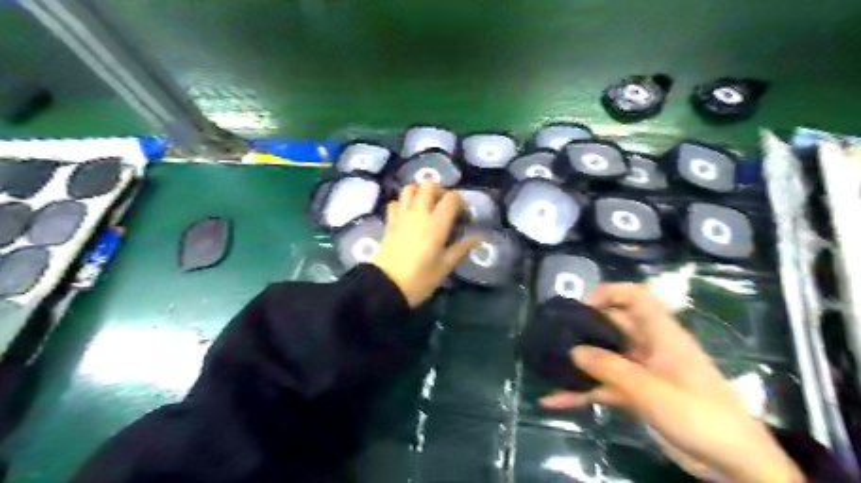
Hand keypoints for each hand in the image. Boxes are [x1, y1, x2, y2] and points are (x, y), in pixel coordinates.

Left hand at [369, 183, 477, 306]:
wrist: (385, 287)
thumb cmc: (419, 279)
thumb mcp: (444, 267)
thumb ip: (460, 249)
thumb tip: (476, 238)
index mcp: (436, 224)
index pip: (451, 198)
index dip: (459, 201)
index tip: (462, 214)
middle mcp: (419, 214)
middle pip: (429, 185)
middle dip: (439, 191)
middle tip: (443, 206)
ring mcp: (401, 216)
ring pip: (409, 189)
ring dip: (419, 192)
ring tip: (425, 206)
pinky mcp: (389, 223)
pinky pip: (395, 203)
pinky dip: (402, 203)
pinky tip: (407, 215)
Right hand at [541, 282, 802, 481]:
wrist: (733, 464)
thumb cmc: (700, 415)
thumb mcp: (651, 390)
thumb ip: (610, 368)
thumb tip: (573, 350)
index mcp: (660, 334)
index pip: (635, 297)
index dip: (609, 293)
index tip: (580, 307)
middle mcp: (648, 347)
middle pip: (612, 326)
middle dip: (583, 328)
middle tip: (552, 335)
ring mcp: (640, 372)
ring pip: (603, 358)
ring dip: (578, 362)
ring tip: (546, 362)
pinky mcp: (635, 395)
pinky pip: (603, 387)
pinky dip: (581, 392)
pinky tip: (554, 400)